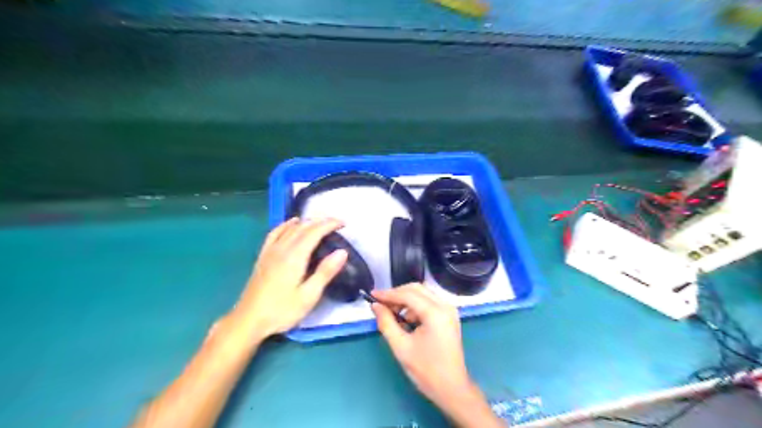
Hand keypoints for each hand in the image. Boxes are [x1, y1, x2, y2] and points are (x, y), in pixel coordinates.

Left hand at [235, 219, 347, 338]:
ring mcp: (270, 251)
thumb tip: (342, 251)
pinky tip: (291, 224)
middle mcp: (282, 248)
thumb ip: (325, 272)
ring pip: (290, 227)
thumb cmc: (282, 310)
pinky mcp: (263, 256)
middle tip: (336, 223)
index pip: (315, 232)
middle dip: (321, 221)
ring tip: (319, 223)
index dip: (330, 224)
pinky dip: (286, 224)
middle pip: (303, 227)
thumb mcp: (309, 296)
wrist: (248, 320)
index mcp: (295, 256)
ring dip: (306, 221)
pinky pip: (275, 233)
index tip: (344, 223)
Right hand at [371, 284, 503, 427]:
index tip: (372, 295)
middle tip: (381, 304)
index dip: (388, 294)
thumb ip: (386, 323)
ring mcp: (449, 309)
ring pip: (423, 293)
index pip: (408, 294)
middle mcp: (445, 305)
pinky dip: (415, 306)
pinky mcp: (449, 315)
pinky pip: (429, 301)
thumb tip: (375, 306)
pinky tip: (406, 319)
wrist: (452, 389)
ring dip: (406, 299)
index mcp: (435, 313)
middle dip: (397, 294)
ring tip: (392, 314)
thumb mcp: (401, 346)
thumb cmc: (426, 370)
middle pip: (417, 289)